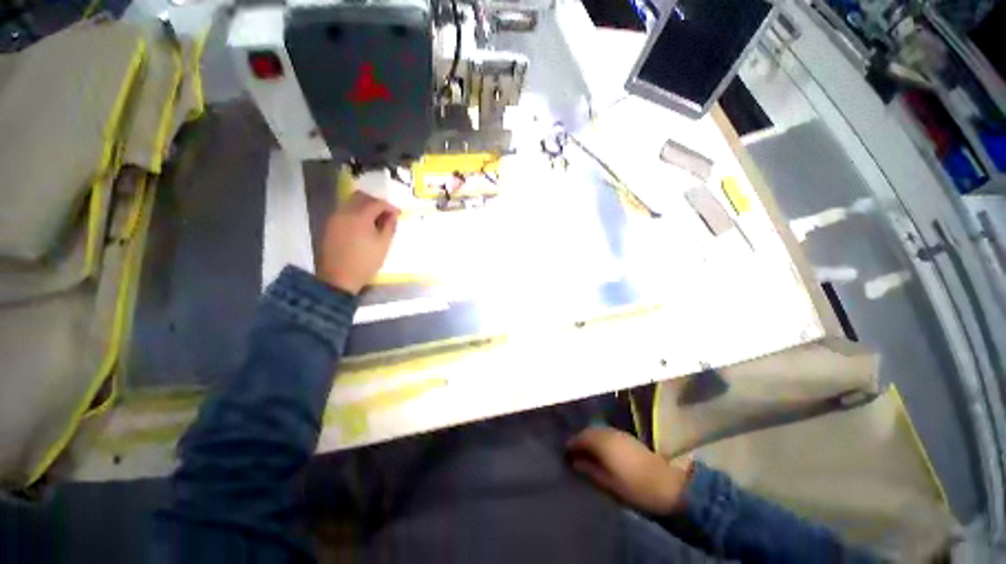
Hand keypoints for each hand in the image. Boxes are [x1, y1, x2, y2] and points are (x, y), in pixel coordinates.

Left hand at [320, 191, 398, 294]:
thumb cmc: (366, 262)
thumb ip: (389, 226)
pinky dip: (355, 213)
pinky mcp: (330, 226)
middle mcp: (345, 212)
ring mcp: (335, 218)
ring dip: (365, 207)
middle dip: (376, 202)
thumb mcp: (384, 245)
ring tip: (375, 220)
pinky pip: (344, 211)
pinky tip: (363, 226)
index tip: (398, 214)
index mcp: (360, 216)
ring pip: (351, 203)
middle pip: (361, 197)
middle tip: (386, 214)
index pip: (377, 202)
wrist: (339, 278)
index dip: (390, 207)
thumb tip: (392, 216)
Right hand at [567, 427, 689, 515]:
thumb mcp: (608, 483)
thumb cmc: (634, 487)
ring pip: (598, 430)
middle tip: (573, 452)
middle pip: (589, 431)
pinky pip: (607, 432)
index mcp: (602, 442)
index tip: (565, 453)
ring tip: (586, 451)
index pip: (580, 438)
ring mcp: (619, 433)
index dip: (571, 444)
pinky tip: (601, 450)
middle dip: (580, 439)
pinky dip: (600, 438)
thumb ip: (590, 470)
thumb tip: (575, 462)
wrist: (667, 485)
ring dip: (590, 438)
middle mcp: (609, 432)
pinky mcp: (628, 436)